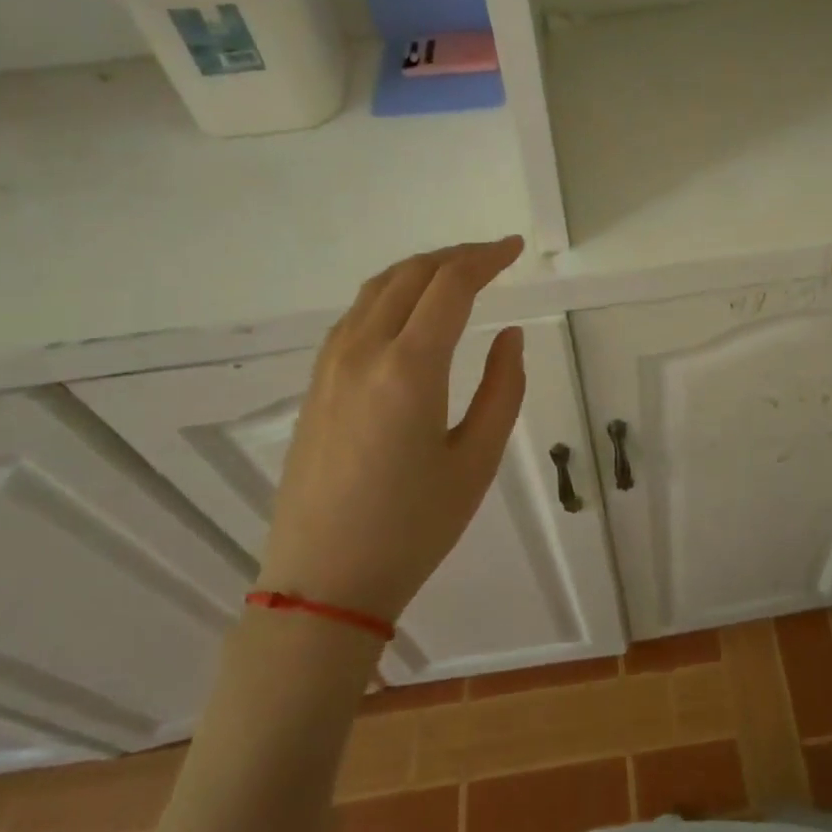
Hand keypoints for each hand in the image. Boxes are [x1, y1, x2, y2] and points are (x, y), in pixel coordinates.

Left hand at [257, 237, 526, 622]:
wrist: (323, 583)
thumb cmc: (412, 527)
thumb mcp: (477, 461)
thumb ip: (503, 389)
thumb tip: (509, 335)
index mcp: (409, 368)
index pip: (450, 285)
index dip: (486, 258)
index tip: (516, 248)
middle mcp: (363, 352)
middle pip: (411, 274)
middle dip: (456, 255)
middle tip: (494, 256)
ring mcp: (330, 365)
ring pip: (377, 289)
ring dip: (421, 270)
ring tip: (457, 274)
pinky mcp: (315, 384)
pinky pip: (356, 315)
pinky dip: (391, 294)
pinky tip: (410, 311)